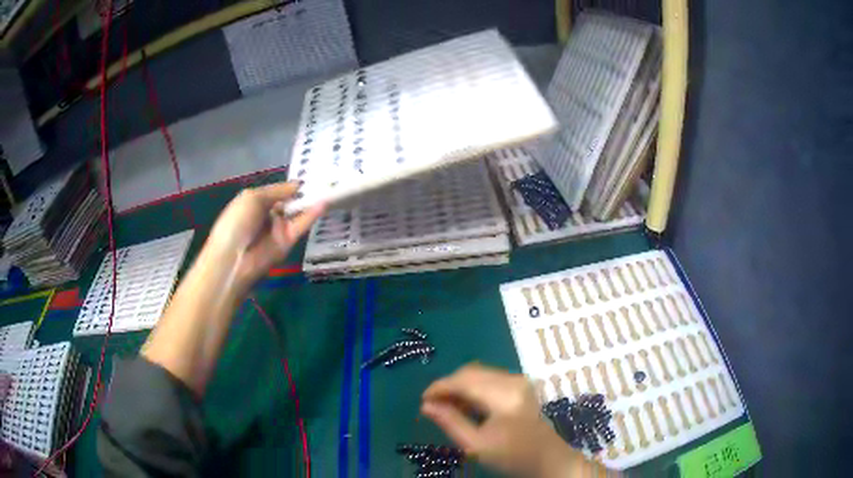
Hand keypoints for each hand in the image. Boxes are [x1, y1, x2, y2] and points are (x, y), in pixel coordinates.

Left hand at [206, 181, 325, 288]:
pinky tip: (325, 202)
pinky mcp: (288, 242)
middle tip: (327, 178)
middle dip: (304, 192)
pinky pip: (301, 226)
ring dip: (311, 201)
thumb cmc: (236, 223)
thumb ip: (277, 190)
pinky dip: (313, 214)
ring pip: (297, 213)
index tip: (311, 174)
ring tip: (330, 187)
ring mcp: (278, 229)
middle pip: (289, 201)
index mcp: (255, 202)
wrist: (233, 259)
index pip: (278, 191)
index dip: (291, 184)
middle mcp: (268, 215)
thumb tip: (298, 185)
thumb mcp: (252, 198)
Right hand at [422, 364, 589, 477]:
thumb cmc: (512, 457)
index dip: (439, 387)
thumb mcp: (476, 445)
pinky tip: (467, 405)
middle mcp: (513, 380)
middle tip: (433, 406)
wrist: (547, 459)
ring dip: (460, 386)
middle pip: (471, 372)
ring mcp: (519, 380)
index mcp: (504, 396)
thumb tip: (425, 406)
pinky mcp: (521, 385)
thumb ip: (450, 422)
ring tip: (448, 407)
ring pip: (479, 373)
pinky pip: (490, 378)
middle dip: (449, 386)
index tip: (423, 401)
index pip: (464, 381)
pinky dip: (474, 388)